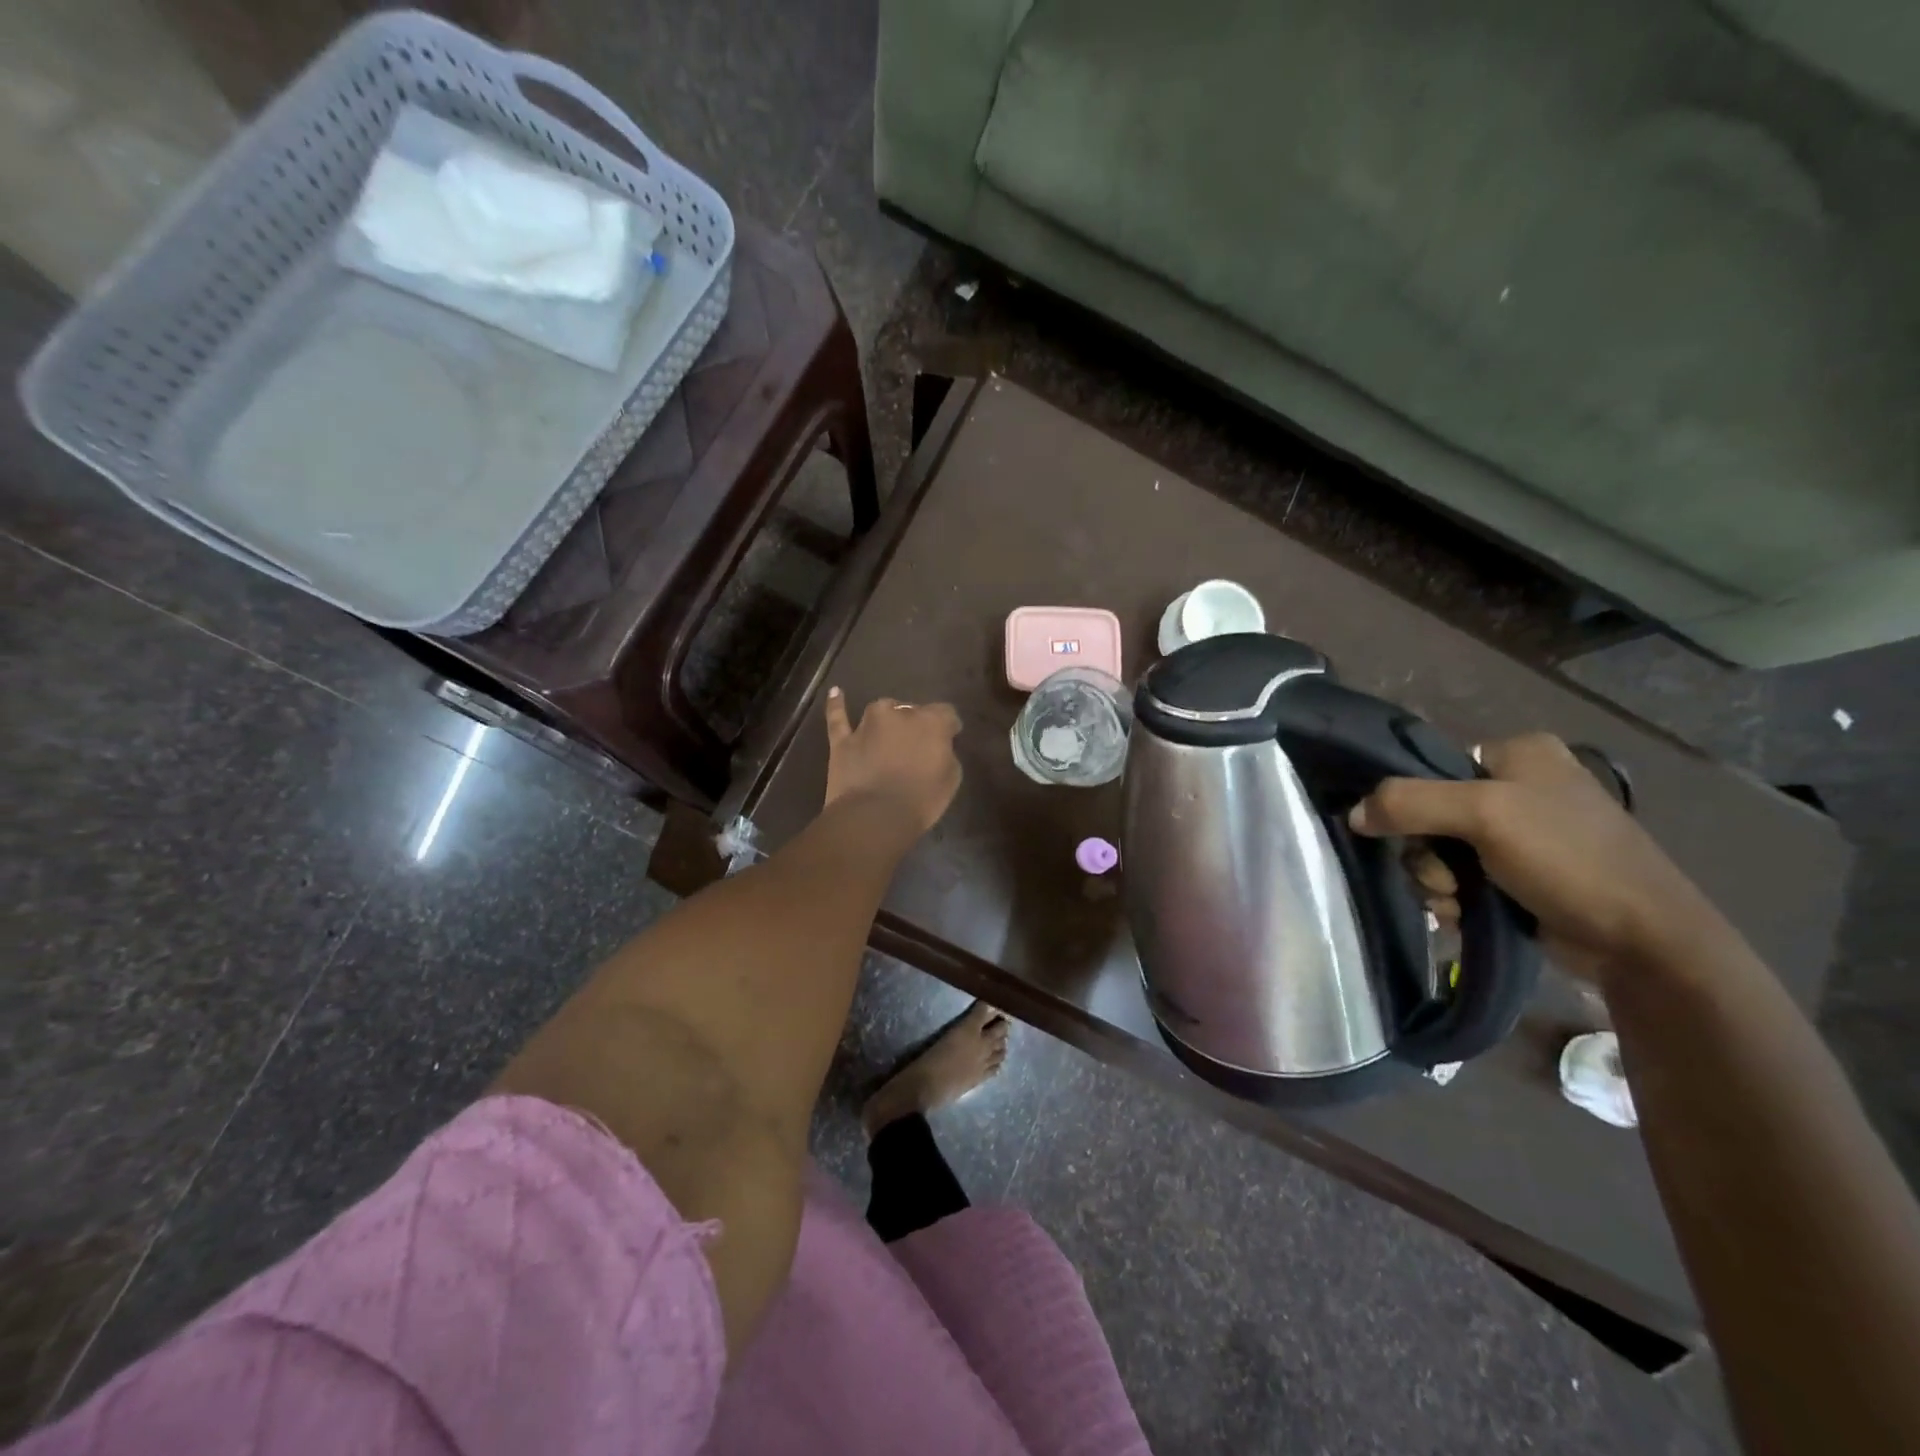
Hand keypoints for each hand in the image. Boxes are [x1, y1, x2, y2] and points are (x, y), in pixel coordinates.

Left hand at [823, 688, 962, 836]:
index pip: (946, 713)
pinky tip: (836, 692)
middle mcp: (899, 714)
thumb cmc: (921, 800)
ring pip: (881, 711)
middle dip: (916, 725)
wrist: (875, 817)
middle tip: (916, 747)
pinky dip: (836, 704)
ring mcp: (867, 724)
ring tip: (888, 735)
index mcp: (931, 721)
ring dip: (886, 720)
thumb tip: (938, 746)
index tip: (949, 740)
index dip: (948, 727)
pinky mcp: (842, 740)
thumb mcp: (951, 778)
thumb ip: (946, 753)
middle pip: (912, 711)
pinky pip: (838, 717)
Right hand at [1348, 733, 1719, 977]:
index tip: (1415, 834)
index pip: (1431, 763)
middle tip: (1444, 877)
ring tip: (1458, 902)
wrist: (1643, 943)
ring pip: (1438, 850)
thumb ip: (1408, 803)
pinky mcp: (1520, 875)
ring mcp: (1521, 834)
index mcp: (1520, 753)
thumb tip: (1352, 814)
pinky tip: (1464, 914)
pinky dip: (1453, 898)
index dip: (1411, 800)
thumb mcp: (1484, 815)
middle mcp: (1519, 786)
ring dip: (1435, 880)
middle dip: (1425, 852)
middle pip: (1428, 812)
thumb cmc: (1568, 860)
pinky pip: (1459, 877)